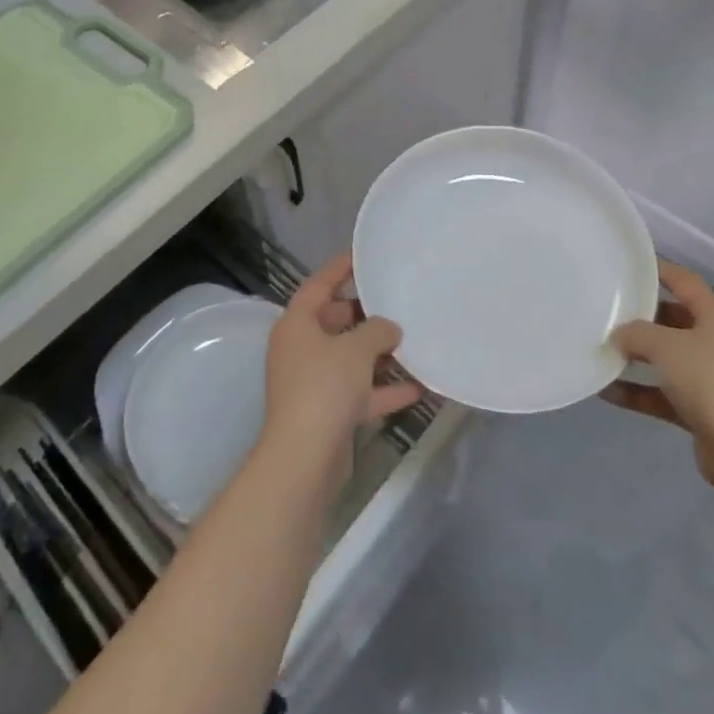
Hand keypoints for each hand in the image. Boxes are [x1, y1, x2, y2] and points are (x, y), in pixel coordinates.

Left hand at [260, 254, 423, 482]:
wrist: (304, 459)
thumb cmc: (325, 388)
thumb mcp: (357, 349)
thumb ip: (377, 330)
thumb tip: (390, 328)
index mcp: (296, 324)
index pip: (319, 284)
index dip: (340, 267)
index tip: (363, 254)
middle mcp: (300, 349)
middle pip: (334, 321)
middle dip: (364, 314)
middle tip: (394, 301)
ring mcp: (312, 383)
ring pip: (348, 359)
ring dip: (377, 354)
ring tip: (411, 342)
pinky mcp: (326, 413)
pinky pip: (358, 392)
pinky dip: (382, 389)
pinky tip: (417, 387)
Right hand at [604, 260, 713, 485]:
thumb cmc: (709, 380)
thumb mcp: (665, 346)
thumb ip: (636, 333)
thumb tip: (619, 334)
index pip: (685, 282)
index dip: (660, 270)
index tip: (630, 264)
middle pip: (675, 320)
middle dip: (642, 317)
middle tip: (608, 309)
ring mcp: (712, 378)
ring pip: (668, 359)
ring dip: (637, 357)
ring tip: (601, 349)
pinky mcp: (704, 411)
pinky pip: (664, 393)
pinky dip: (639, 392)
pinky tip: (607, 392)